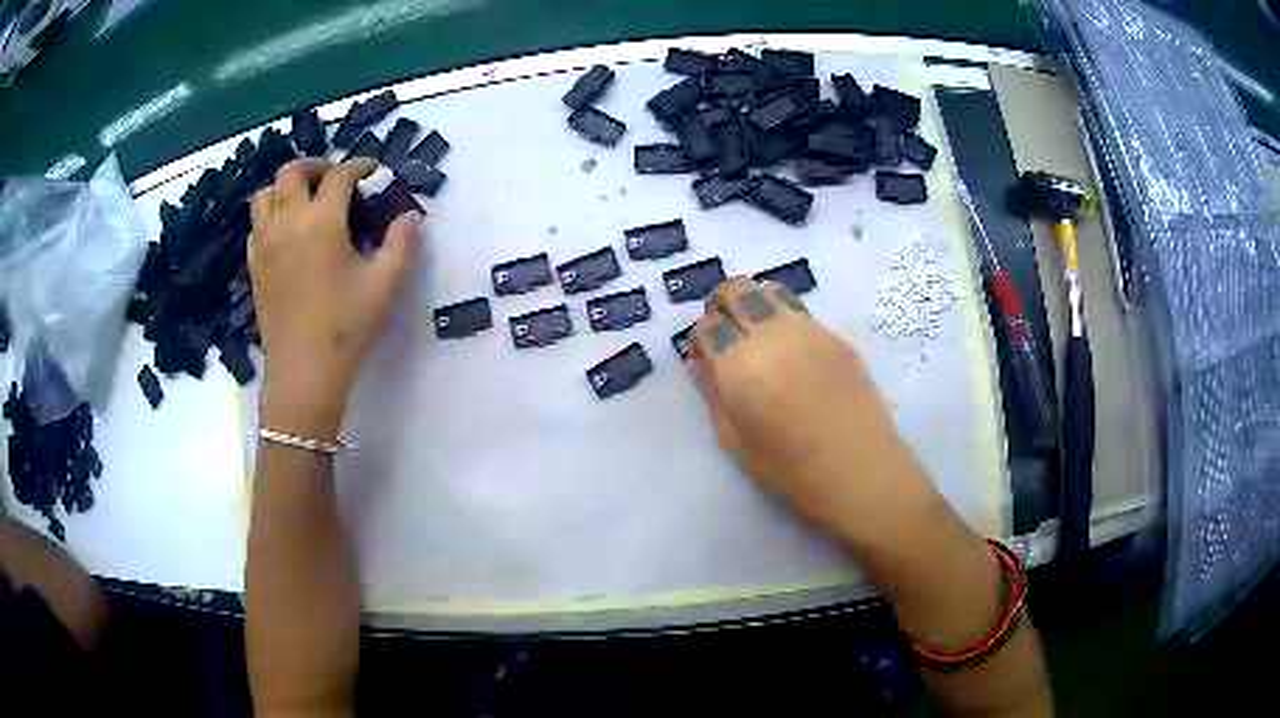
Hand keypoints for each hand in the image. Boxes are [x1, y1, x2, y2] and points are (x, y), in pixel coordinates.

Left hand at [249, 158, 420, 437]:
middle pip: (292, 171)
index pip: (339, 175)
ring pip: (265, 194)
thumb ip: (401, 243)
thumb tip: (410, 215)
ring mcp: (265, 244)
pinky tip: (286, 233)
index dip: (359, 166)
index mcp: (322, 221)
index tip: (373, 171)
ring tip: (304, 201)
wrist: (304, 372)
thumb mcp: (386, 284)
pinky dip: (270, 216)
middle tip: (333, 179)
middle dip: (316, 166)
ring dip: (286, 187)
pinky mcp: (254, 266)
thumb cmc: (347, 327)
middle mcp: (288, 222)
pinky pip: (256, 226)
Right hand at [690, 277, 938, 550]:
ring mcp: (808, 329)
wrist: (858, 467)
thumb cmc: (790, 466)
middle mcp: (772, 334)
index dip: (699, 339)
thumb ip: (713, 394)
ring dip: (753, 301)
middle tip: (724, 332)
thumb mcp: (735, 439)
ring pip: (770, 290)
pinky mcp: (835, 335)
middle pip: (736, 290)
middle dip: (721, 304)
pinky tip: (790, 351)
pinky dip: (783, 318)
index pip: (709, 326)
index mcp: (740, 364)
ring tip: (755, 331)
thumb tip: (701, 364)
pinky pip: (799, 311)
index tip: (704, 358)